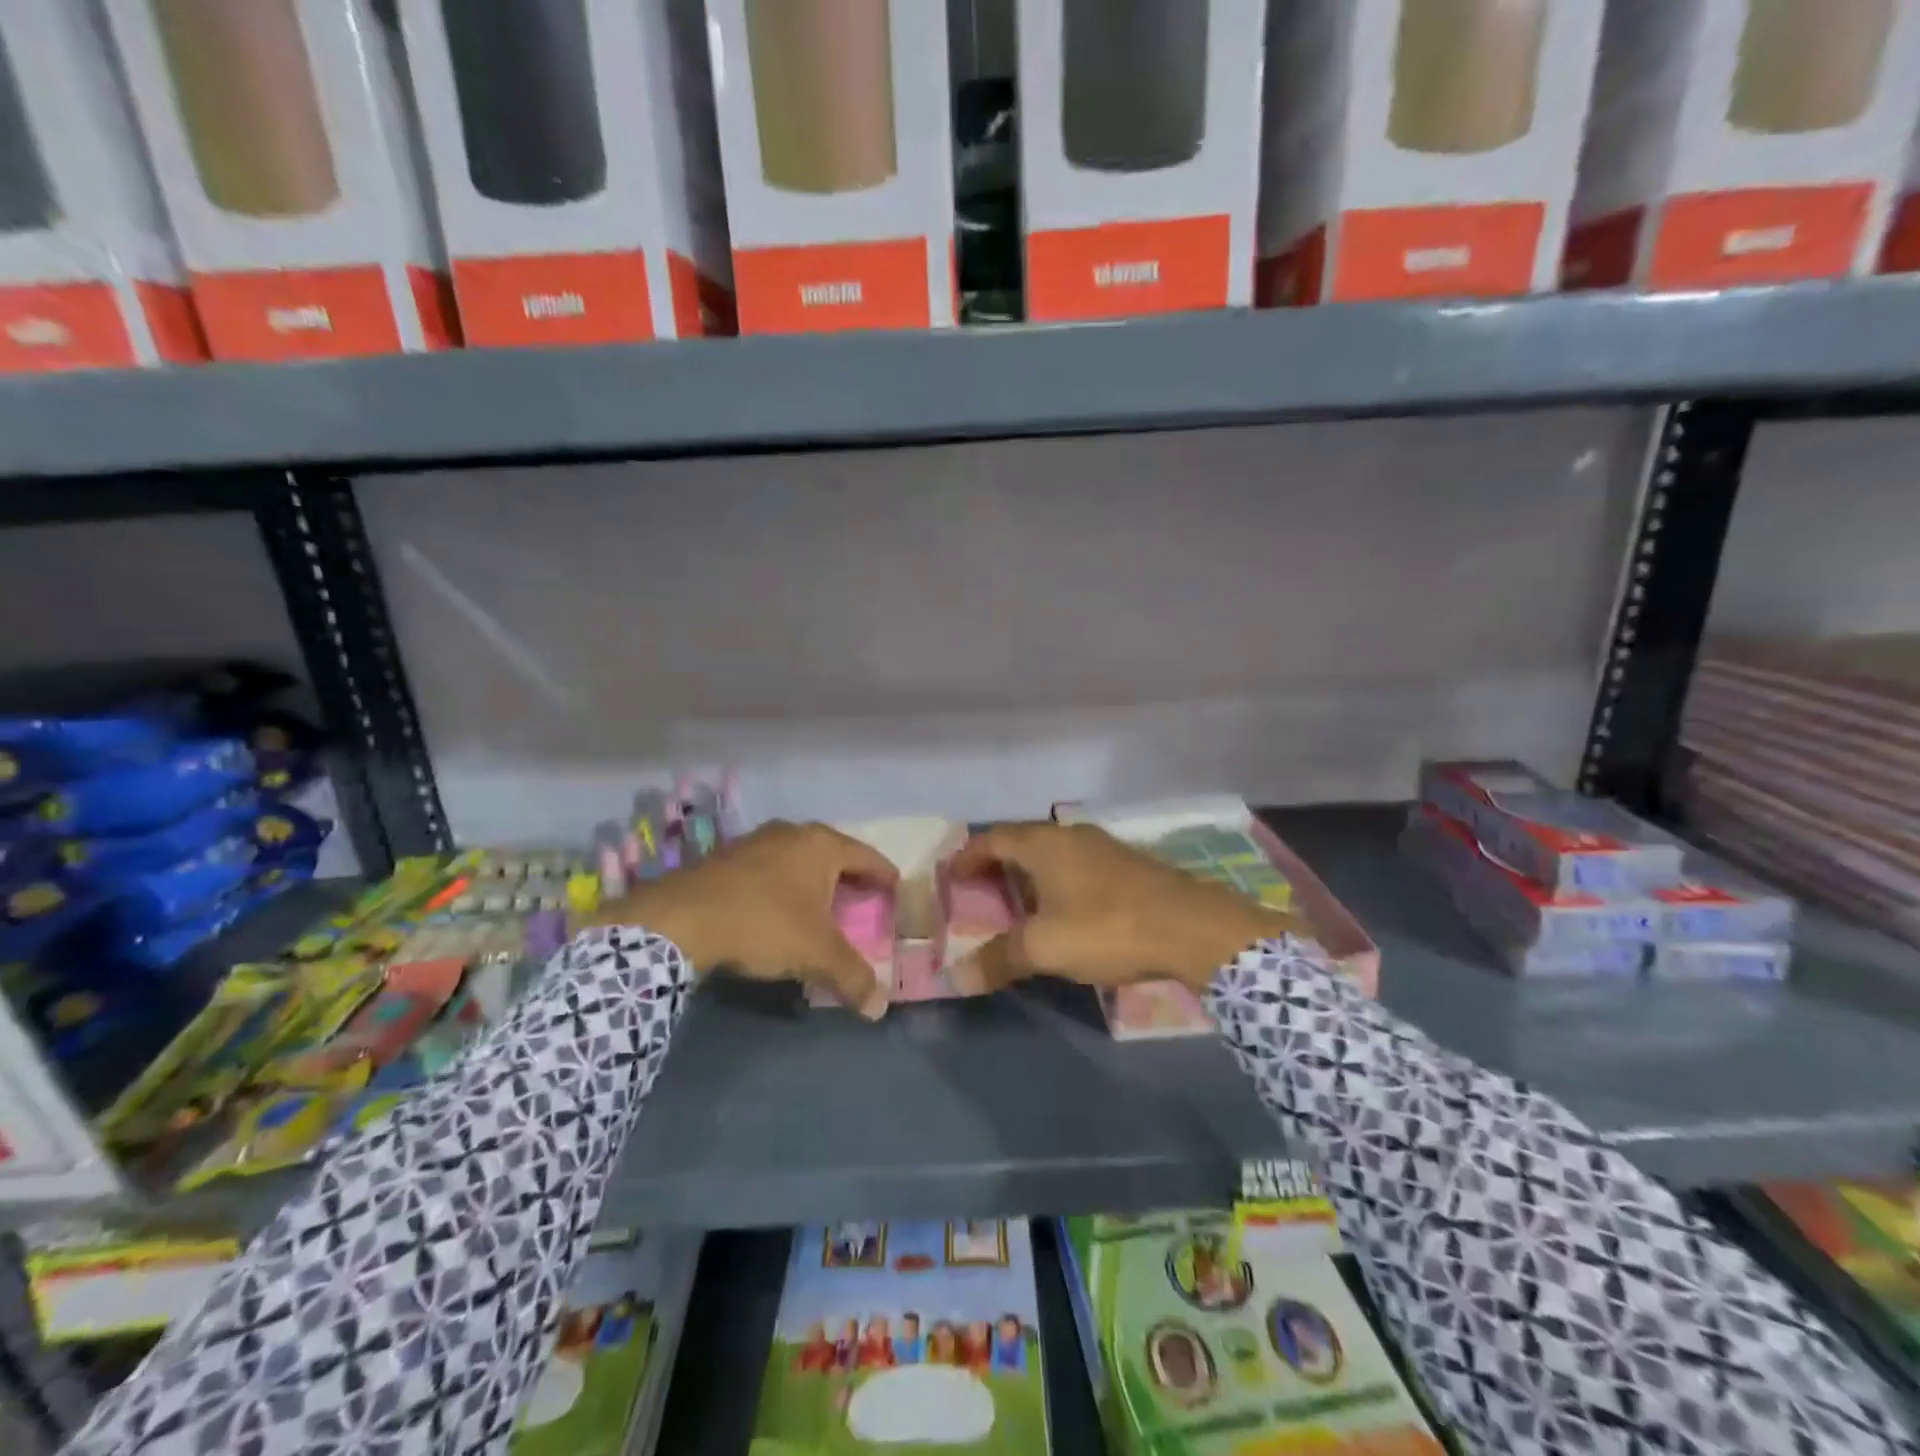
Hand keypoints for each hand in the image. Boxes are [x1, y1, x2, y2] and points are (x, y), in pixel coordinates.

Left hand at [586, 821, 897, 1018]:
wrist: (679, 919)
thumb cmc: (762, 924)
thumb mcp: (815, 954)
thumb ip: (852, 978)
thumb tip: (879, 1008)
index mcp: (821, 845)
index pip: (868, 857)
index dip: (885, 876)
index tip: (897, 891)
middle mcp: (792, 834)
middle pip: (833, 855)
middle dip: (849, 879)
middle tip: (863, 903)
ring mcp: (755, 842)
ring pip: (798, 860)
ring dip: (813, 882)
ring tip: (821, 907)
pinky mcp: (726, 858)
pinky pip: (769, 869)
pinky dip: (782, 886)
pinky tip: (777, 910)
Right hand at [945, 822, 1295, 994]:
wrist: (1192, 926)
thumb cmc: (1107, 928)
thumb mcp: (1046, 947)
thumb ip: (999, 959)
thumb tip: (955, 978)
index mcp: (1044, 844)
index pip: (992, 838)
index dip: (967, 856)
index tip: (951, 875)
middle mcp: (1071, 835)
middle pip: (1022, 841)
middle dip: (997, 864)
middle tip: (979, 891)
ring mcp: (1104, 847)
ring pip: (1053, 853)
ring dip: (1030, 873)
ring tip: (1018, 903)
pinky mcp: (1128, 865)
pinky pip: (1078, 865)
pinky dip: (1058, 881)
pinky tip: (1066, 909)